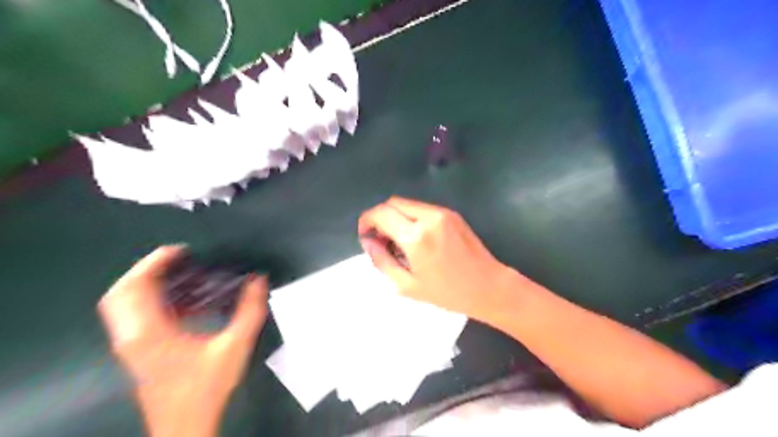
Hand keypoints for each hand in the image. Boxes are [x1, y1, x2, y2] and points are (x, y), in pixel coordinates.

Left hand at [96, 246, 268, 435]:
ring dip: (147, 283)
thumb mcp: (235, 346)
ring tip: (181, 274)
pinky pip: (136, 315)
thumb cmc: (205, 387)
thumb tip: (258, 280)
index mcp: (149, 332)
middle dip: (146, 269)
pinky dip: (152, 300)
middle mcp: (132, 335)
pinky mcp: (139, 351)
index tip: (181, 251)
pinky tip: (184, 300)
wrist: (185, 426)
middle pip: (121, 292)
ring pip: (124, 304)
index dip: (154, 262)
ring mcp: (131, 345)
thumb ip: (249, 311)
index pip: (136, 287)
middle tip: (179, 259)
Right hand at [359, 198, 521, 321]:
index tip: (366, 235)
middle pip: (392, 203)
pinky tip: (416, 237)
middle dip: (380, 217)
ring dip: (396, 216)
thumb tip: (368, 242)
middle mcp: (427, 217)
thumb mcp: (407, 285)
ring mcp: (442, 212)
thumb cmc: (447, 293)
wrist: (488, 286)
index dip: (366, 221)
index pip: (380, 213)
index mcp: (415, 236)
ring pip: (407, 204)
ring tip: (398, 241)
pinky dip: (411, 217)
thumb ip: (381, 260)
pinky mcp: (452, 213)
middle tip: (381, 239)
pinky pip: (422, 209)